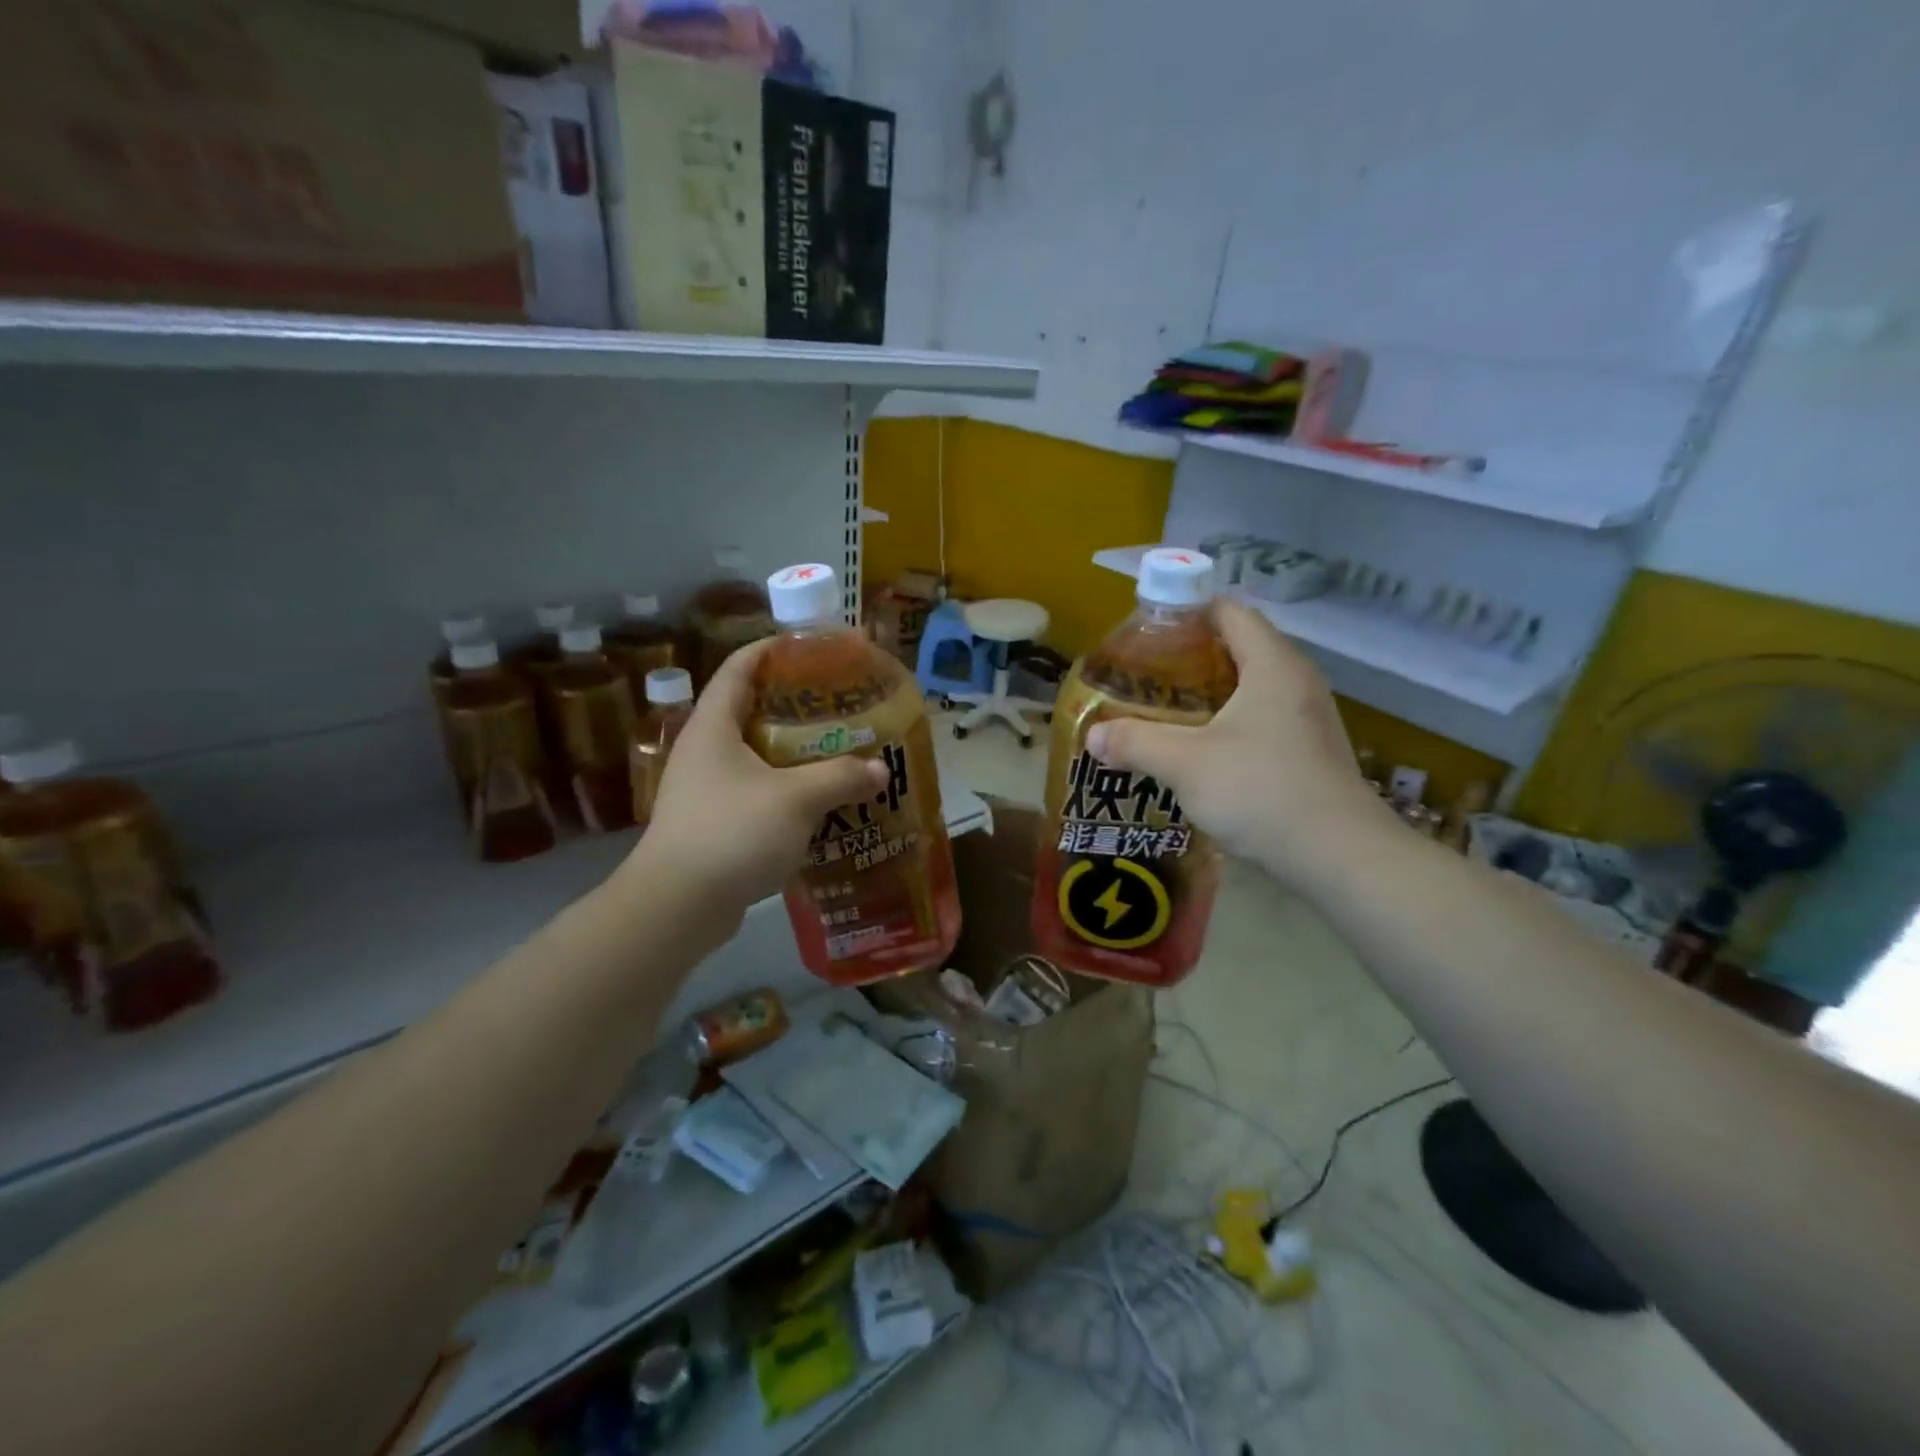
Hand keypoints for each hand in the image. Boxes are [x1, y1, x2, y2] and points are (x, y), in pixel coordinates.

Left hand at [624, 639, 886, 920]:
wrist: (677, 907)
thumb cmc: (733, 833)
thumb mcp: (796, 799)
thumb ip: (841, 777)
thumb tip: (880, 768)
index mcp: (714, 726)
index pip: (741, 667)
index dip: (776, 649)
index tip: (815, 646)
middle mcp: (705, 749)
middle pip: (751, 708)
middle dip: (796, 703)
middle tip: (840, 702)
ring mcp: (706, 788)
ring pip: (756, 753)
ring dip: (794, 750)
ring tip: (838, 748)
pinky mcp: (714, 822)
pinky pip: (757, 790)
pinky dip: (787, 787)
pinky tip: (819, 799)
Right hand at [1085, 598, 1393, 892]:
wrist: (1339, 856)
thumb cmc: (1261, 790)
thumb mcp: (1185, 763)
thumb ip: (1135, 742)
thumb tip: (1092, 736)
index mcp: (1272, 664)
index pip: (1228, 611)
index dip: (1185, 612)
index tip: (1145, 632)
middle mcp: (1296, 680)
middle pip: (1238, 647)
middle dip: (1188, 657)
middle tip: (1144, 676)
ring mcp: (1308, 717)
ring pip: (1249, 687)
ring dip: (1207, 694)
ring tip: (1163, 711)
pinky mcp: (1309, 751)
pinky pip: (1261, 718)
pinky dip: (1226, 722)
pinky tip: (1198, 750)